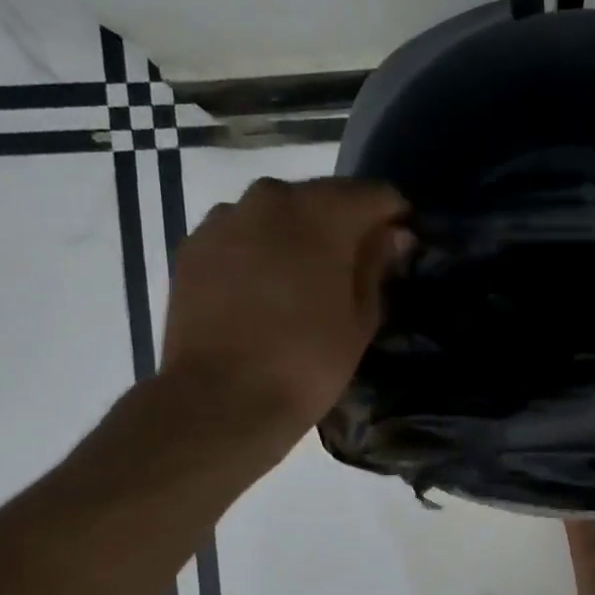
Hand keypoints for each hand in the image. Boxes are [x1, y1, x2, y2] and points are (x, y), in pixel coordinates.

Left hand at [161, 177, 410, 434]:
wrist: (220, 400)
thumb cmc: (307, 361)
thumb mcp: (361, 318)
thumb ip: (377, 264)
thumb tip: (394, 235)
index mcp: (323, 212)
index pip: (375, 194)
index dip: (394, 217)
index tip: (401, 246)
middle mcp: (271, 198)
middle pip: (323, 196)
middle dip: (344, 223)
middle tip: (354, 266)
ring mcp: (225, 218)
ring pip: (278, 212)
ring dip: (298, 234)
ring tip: (304, 279)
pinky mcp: (193, 245)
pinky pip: (242, 233)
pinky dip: (260, 249)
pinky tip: (264, 288)